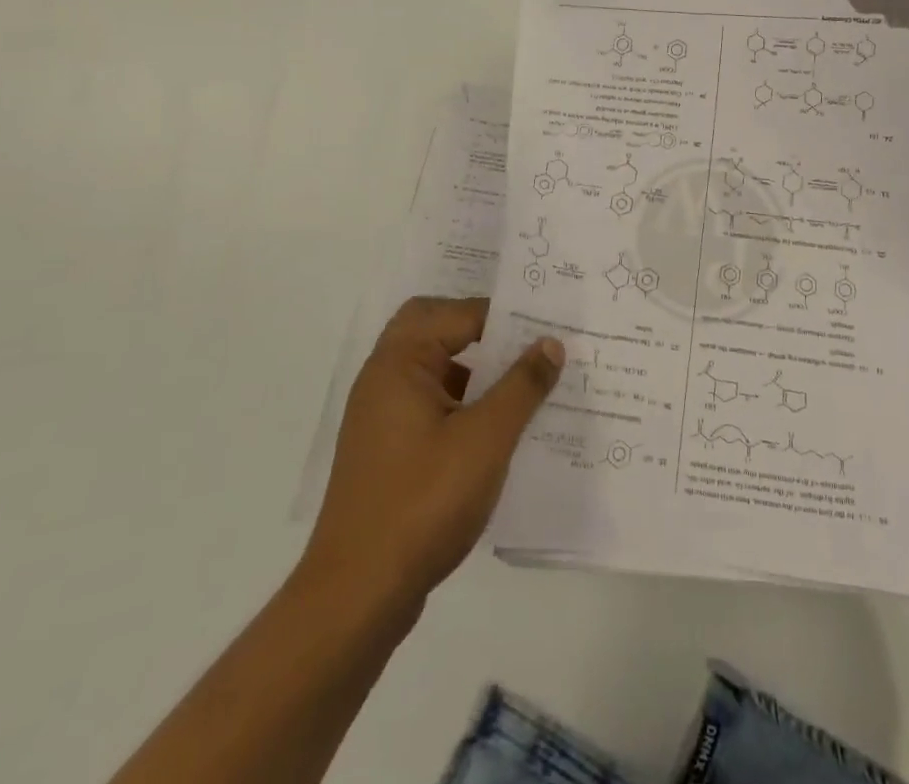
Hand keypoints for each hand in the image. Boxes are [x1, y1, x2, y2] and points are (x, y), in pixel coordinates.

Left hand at [304, 296, 562, 612]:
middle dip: (482, 329)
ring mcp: (382, 415)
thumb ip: (522, 385)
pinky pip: (431, 403)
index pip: (459, 313)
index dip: (506, 316)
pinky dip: (464, 401)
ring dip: (476, 368)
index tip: (549, 325)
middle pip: (435, 327)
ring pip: (435, 367)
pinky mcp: (388, 450)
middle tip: (527, 340)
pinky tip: (499, 428)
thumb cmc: (423, 503)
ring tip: (526, 382)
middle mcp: (385, 377)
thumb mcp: (486, 439)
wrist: (357, 596)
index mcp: (400, 362)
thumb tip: (550, 343)